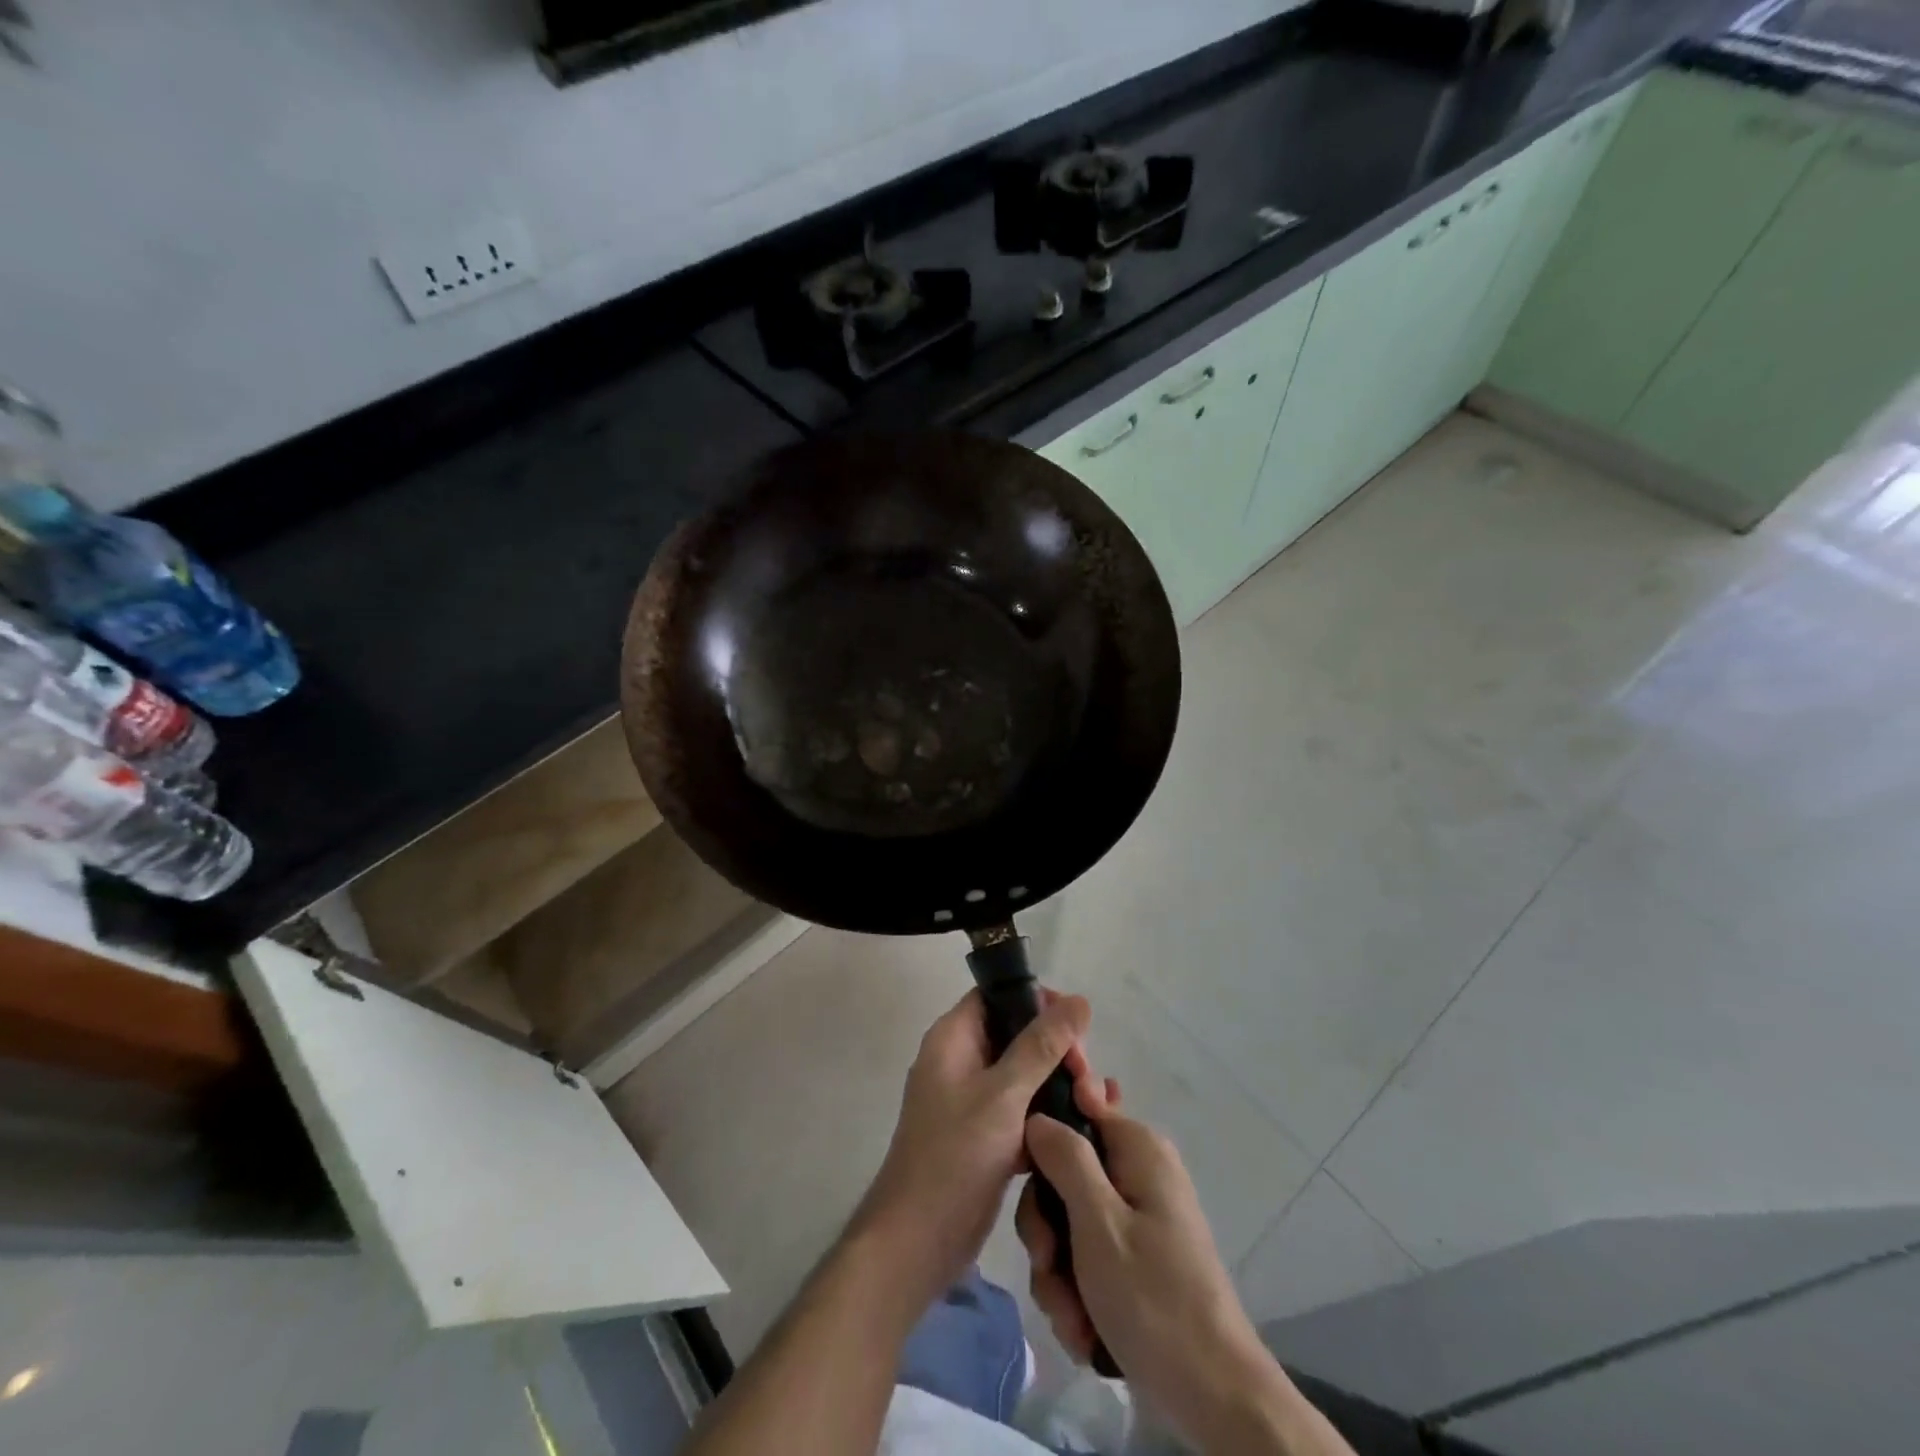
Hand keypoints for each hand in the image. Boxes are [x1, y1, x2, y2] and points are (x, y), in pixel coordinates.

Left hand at [852, 989, 1097, 1314]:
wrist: (916, 1244)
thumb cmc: (954, 1158)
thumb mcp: (1003, 1095)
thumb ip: (1041, 1046)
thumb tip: (1079, 1000)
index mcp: (953, 1039)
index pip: (997, 995)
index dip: (1037, 1001)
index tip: (1076, 1026)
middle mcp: (961, 1061)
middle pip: (1017, 1034)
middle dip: (1057, 1050)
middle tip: (1087, 1078)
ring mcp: (972, 1101)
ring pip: (1024, 1074)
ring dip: (1058, 1084)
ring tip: (1094, 1105)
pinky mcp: (985, 1136)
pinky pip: (1022, 1110)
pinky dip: (1049, 1115)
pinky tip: (1085, 1128)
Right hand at [1020, 1099, 1315, 1453]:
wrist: (1214, 1399)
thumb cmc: (1154, 1299)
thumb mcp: (1099, 1223)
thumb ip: (1066, 1158)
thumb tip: (1037, 1114)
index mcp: (1137, 1147)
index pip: (1076, 1105)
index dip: (1042, 1135)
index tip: (1022, 1175)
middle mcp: (1137, 1171)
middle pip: (1063, 1173)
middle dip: (1047, 1228)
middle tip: (1048, 1264)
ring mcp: (1135, 1216)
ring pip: (1067, 1222)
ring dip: (1058, 1272)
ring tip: (1071, 1316)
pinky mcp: (1132, 1257)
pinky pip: (1084, 1257)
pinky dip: (1076, 1293)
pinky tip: (1083, 1329)